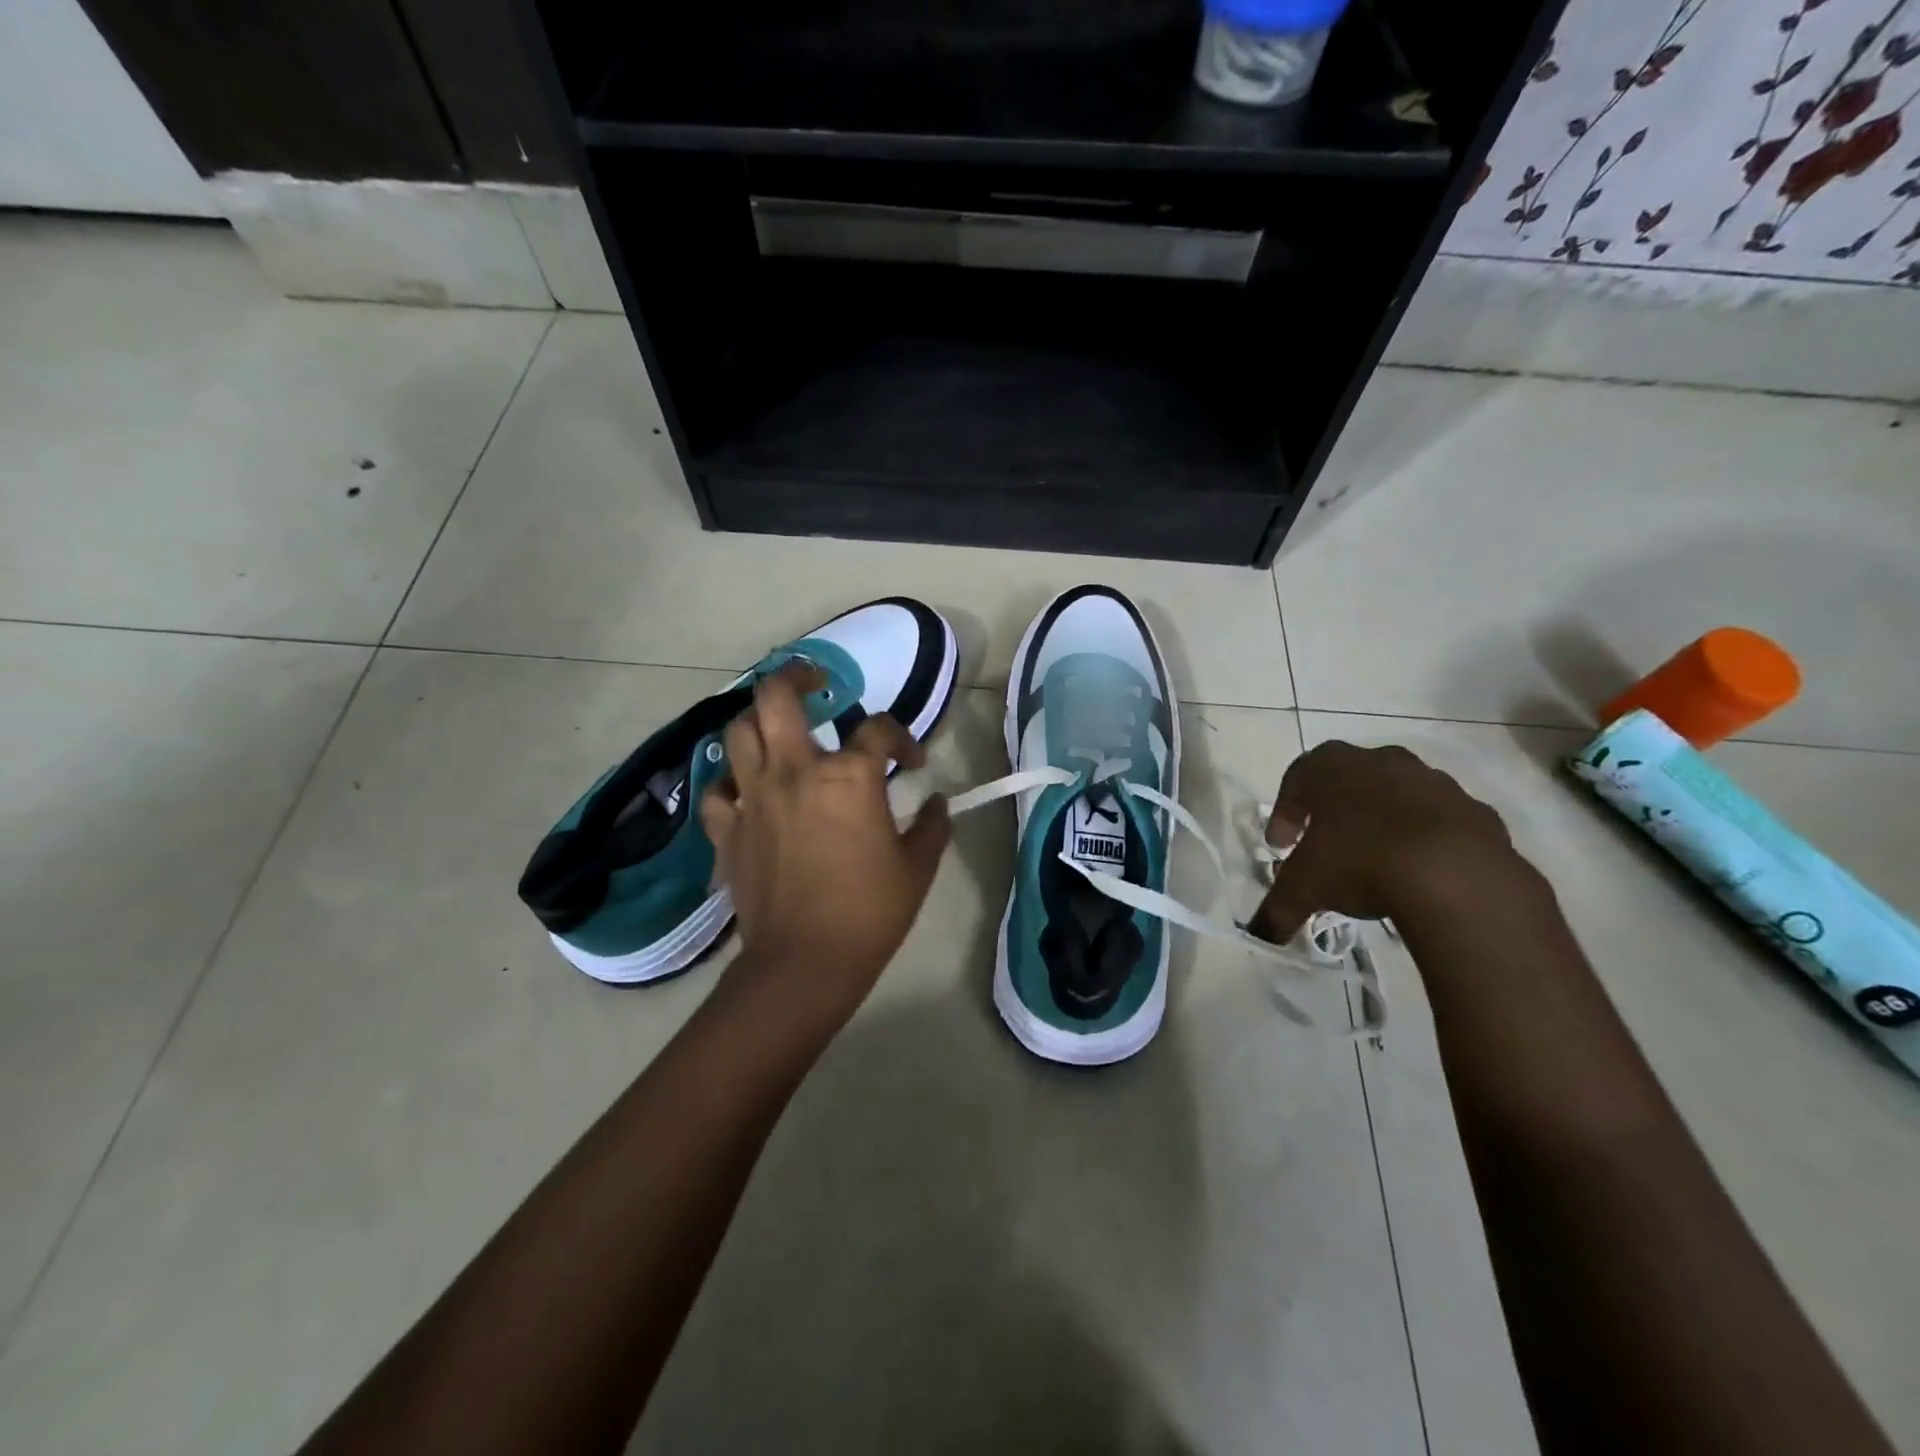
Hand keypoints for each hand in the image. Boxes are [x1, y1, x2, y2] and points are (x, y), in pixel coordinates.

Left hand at [698, 666, 950, 1031]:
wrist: (805, 963)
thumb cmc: (869, 912)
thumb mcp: (917, 868)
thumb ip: (931, 826)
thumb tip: (936, 803)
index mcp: (848, 776)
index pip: (878, 730)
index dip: (902, 738)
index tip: (912, 762)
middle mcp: (795, 771)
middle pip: (778, 696)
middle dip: (798, 675)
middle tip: (816, 681)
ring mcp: (753, 797)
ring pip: (738, 731)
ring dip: (758, 720)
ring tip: (777, 728)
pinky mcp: (727, 829)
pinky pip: (717, 790)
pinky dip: (729, 782)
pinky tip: (746, 789)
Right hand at [1247, 740, 1526, 944]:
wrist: (1457, 876)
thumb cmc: (1360, 862)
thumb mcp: (1304, 888)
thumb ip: (1276, 909)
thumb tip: (1259, 936)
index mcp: (1333, 768)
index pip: (1296, 778)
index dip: (1284, 811)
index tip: (1281, 845)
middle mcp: (1382, 763)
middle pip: (1349, 779)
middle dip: (1334, 809)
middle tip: (1325, 843)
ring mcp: (1435, 783)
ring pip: (1398, 795)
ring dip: (1383, 820)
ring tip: (1376, 860)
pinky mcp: (1477, 812)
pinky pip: (1442, 821)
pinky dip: (1428, 840)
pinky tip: (1422, 873)